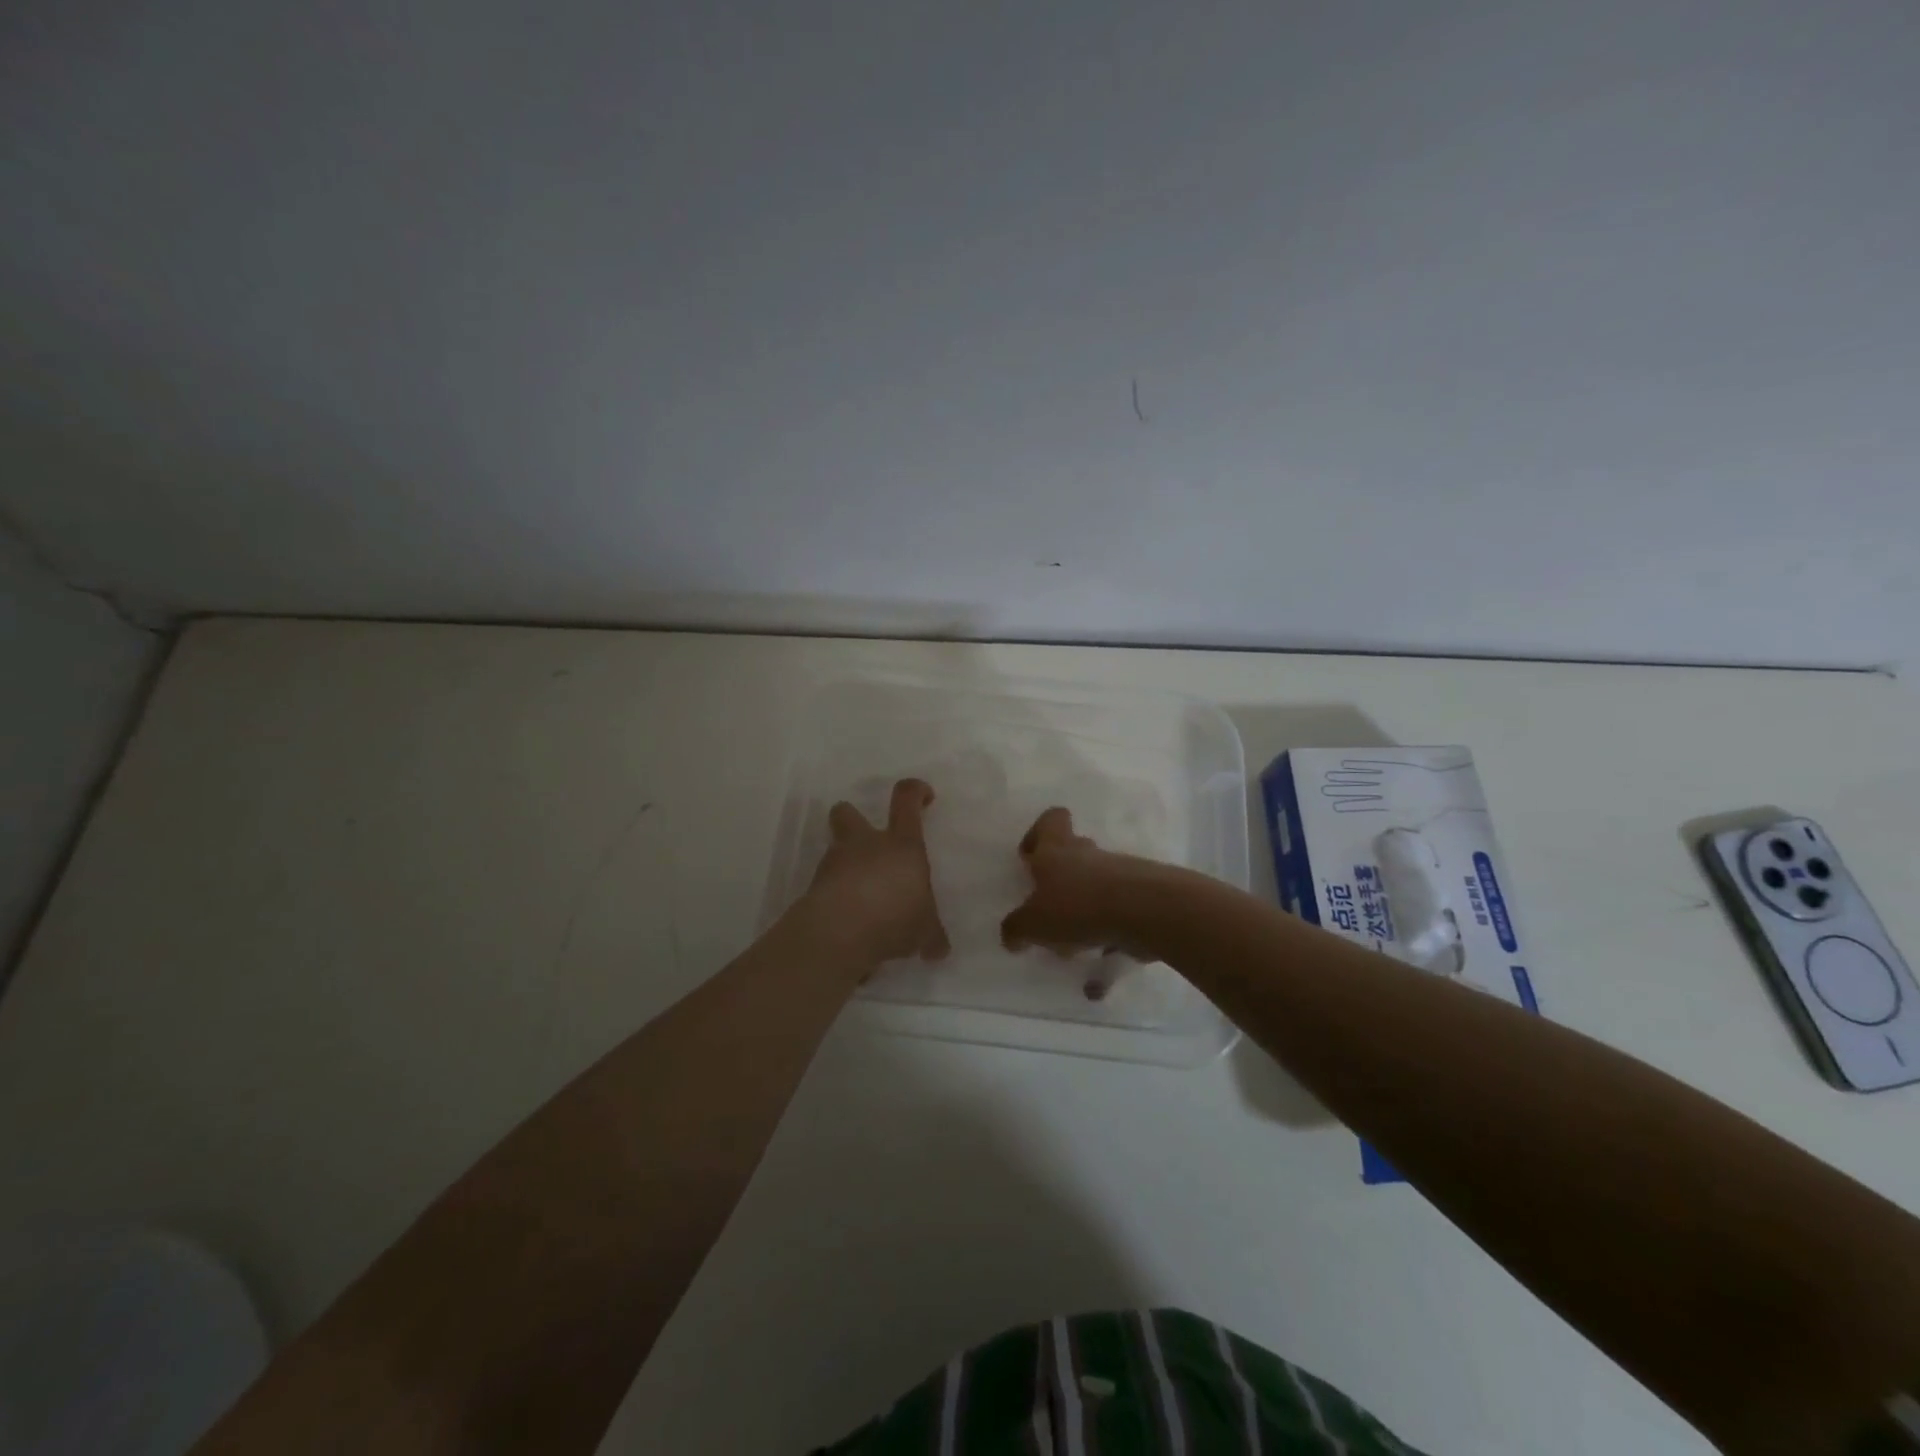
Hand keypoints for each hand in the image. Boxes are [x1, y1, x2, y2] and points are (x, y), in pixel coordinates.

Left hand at [798, 778, 950, 969]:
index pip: (906, 800)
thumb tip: (939, 950)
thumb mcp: (924, 931)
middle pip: (848, 812)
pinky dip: (835, 896)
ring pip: (834, 848)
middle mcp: (866, 844)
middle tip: (866, 840)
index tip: (923, 796)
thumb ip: (931, 936)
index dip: (915, 791)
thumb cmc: (894, 916)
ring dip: (844, 863)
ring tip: (860, 894)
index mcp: (901, 844)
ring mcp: (835, 863)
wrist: (840, 932)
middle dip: (853, 819)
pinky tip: (848, 921)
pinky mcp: (814, 887)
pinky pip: (826, 885)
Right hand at [1000, 807, 1153, 959]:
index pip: (1051, 820)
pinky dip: (1106, 928)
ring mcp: (1118, 872)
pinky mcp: (1141, 895)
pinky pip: (1116, 909)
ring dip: (1083, 907)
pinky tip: (1099, 952)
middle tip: (1048, 908)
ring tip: (1073, 942)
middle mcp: (1087, 853)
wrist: (1146, 912)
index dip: (1039, 833)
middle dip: (1060, 879)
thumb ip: (1017, 929)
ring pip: (1095, 883)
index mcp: (1057, 849)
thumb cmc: (1078, 906)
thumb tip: (1011, 936)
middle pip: (1073, 852)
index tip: (1031, 858)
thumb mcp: (1034, 923)